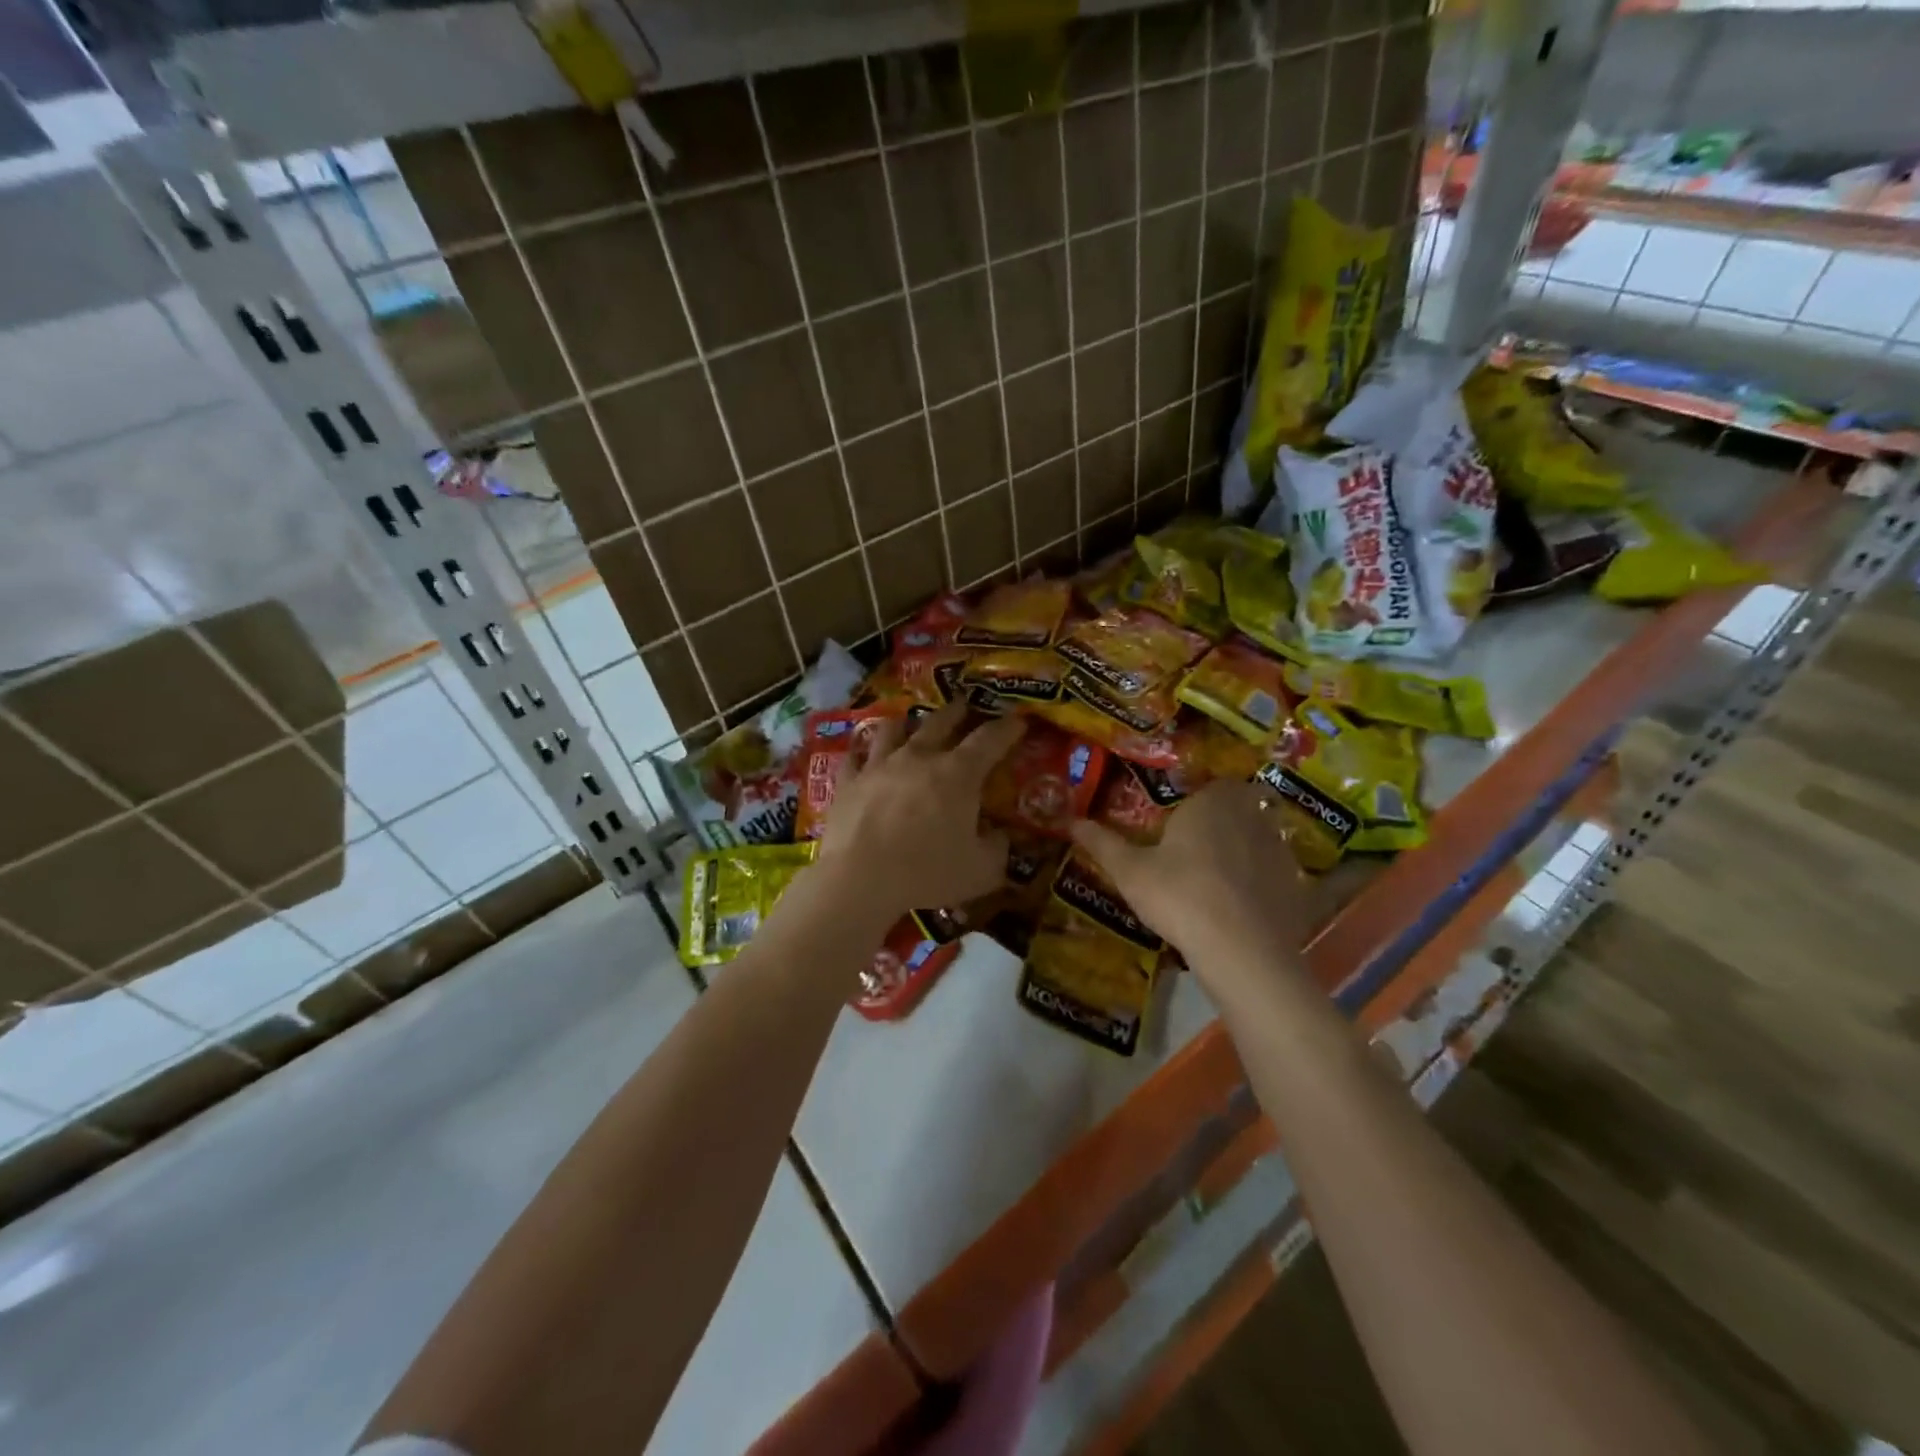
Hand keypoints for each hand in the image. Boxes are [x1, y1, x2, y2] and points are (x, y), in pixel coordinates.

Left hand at [817, 703, 1024, 919]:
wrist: (859, 879)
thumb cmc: (927, 873)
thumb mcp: (981, 870)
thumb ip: (997, 848)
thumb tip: (1000, 835)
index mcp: (958, 774)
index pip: (990, 739)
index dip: (1008, 728)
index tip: (1018, 721)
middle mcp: (918, 757)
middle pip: (940, 722)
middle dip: (957, 711)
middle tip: (964, 705)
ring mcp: (878, 766)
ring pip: (892, 730)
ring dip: (904, 723)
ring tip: (907, 722)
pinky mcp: (848, 782)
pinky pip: (853, 758)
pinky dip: (860, 753)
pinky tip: (859, 754)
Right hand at [1070, 779, 1312, 982]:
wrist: (1241, 950)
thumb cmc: (1179, 896)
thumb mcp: (1130, 872)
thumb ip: (1103, 843)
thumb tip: (1071, 821)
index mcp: (1212, 802)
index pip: (1212, 784)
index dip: (1199, 800)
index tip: (1181, 821)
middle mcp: (1251, 814)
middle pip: (1240, 806)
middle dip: (1223, 820)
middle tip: (1196, 847)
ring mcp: (1279, 849)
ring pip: (1261, 837)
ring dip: (1245, 848)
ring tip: (1218, 877)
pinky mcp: (1296, 884)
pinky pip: (1276, 872)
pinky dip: (1262, 881)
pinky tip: (1243, 904)